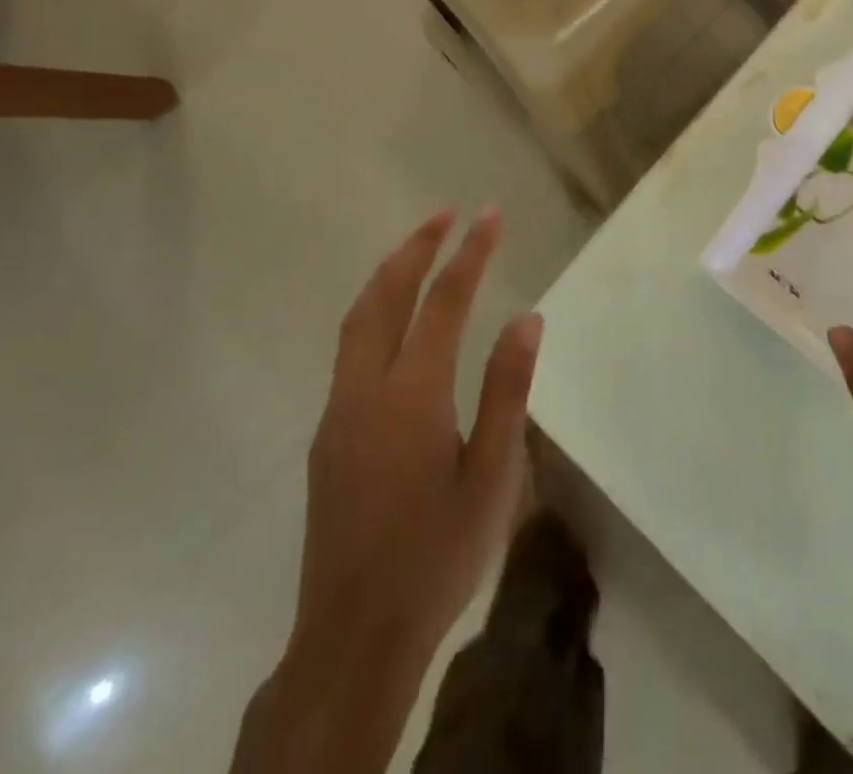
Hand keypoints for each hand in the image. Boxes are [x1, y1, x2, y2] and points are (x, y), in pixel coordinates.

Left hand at [292, 205, 541, 672]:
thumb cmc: (438, 555)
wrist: (354, 638)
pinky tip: (395, 321)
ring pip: (357, 319)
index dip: (469, 253)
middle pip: (385, 296)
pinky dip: (374, 312)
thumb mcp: (492, 476)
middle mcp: (366, 389)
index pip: (444, 302)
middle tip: (446, 213)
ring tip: (419, 248)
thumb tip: (526, 319)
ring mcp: (338, 411)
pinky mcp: (326, 435)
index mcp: (412, 395)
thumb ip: (506, 390)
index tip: (488, 215)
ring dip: (389, 275)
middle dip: (416, 247)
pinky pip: (349, 350)